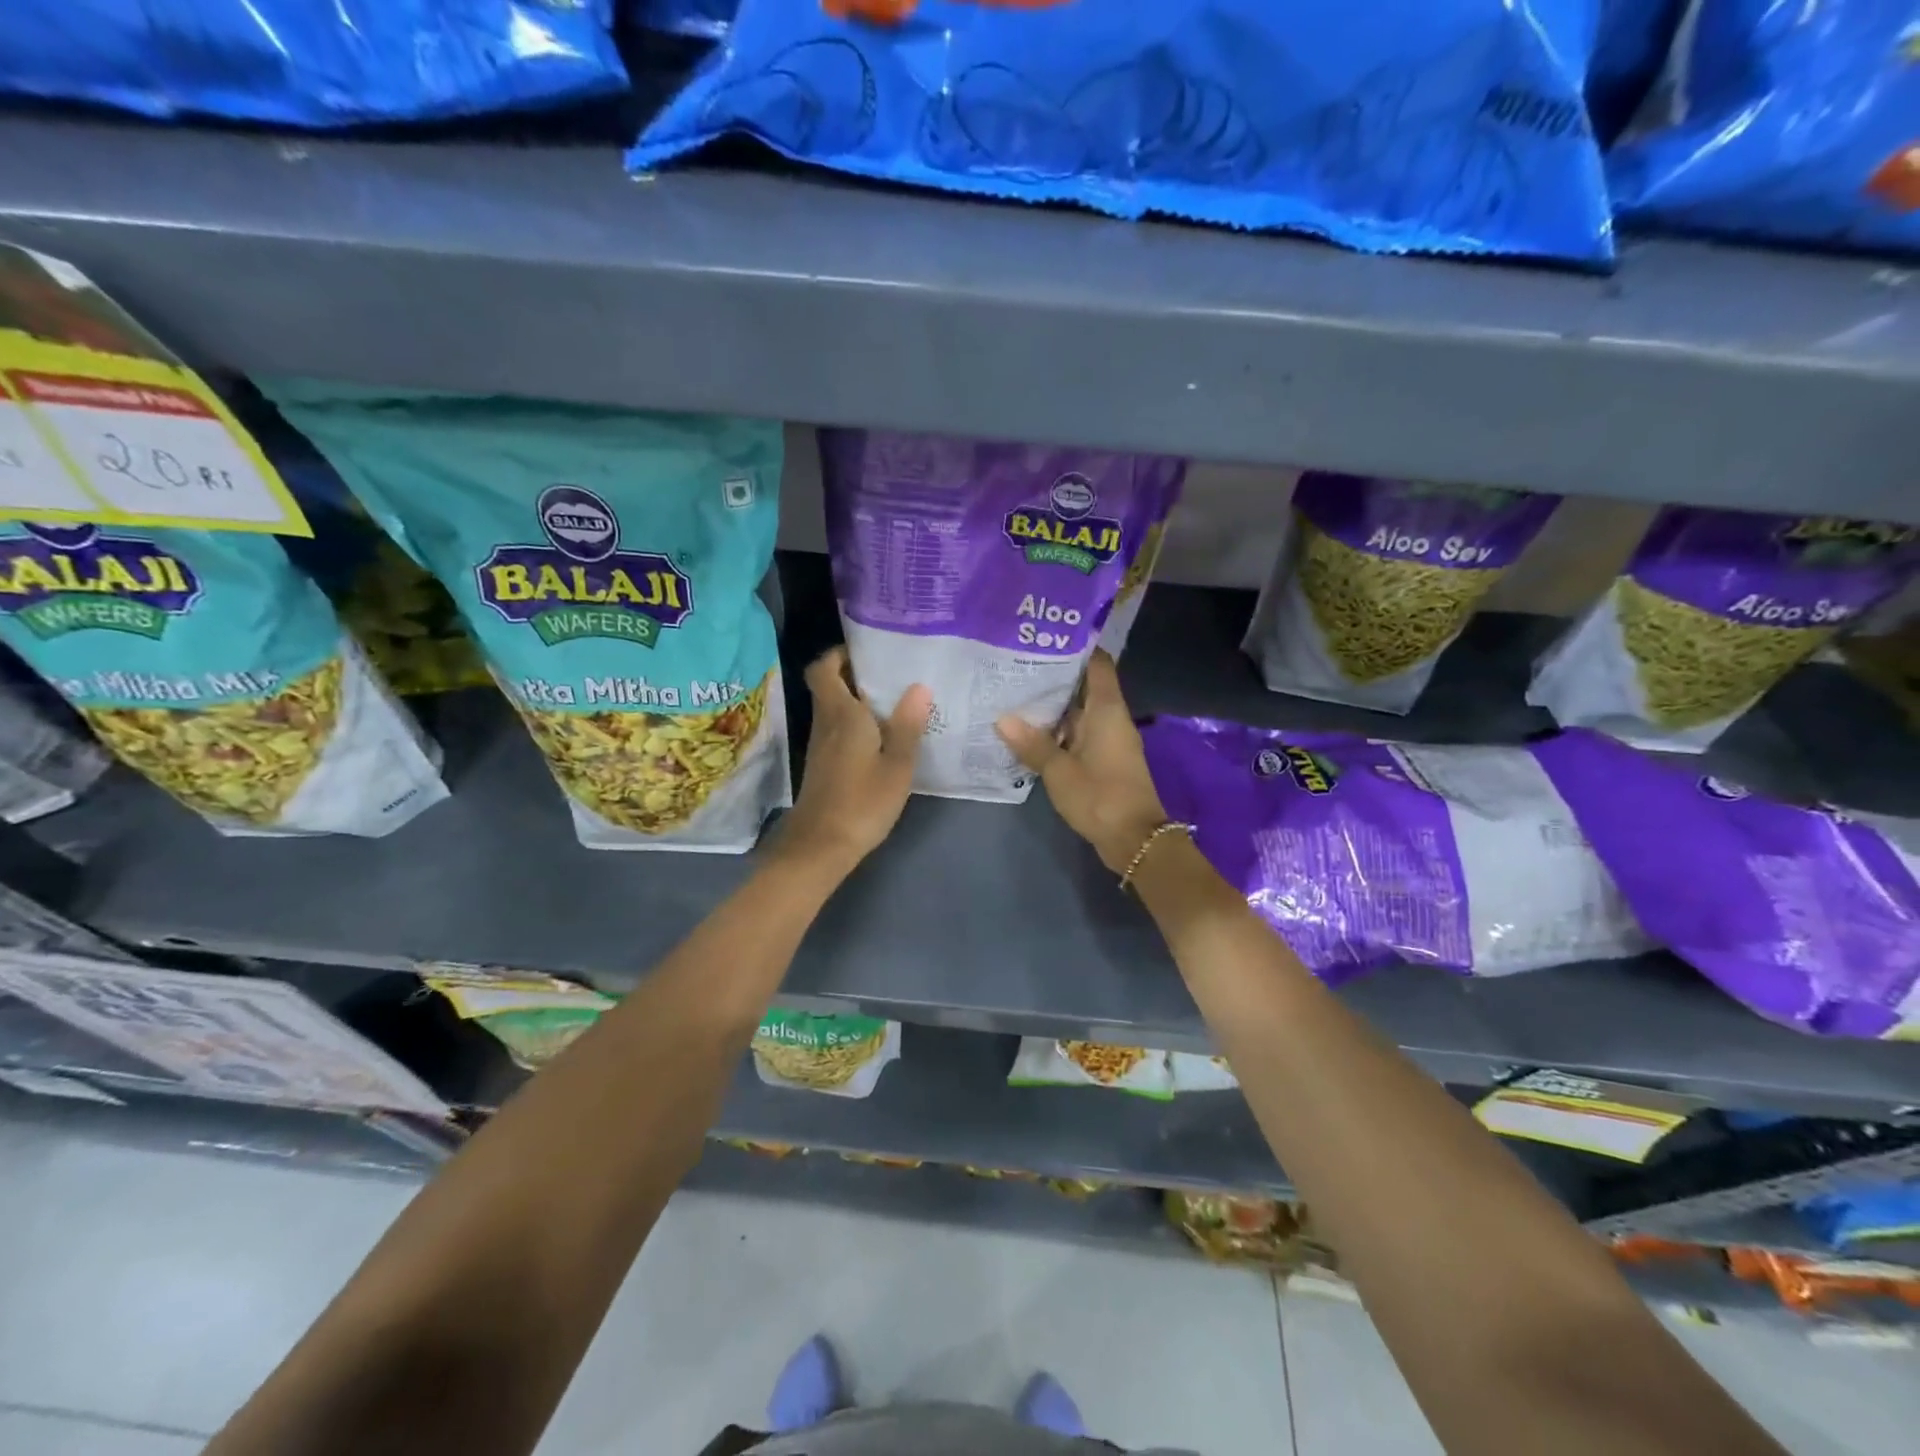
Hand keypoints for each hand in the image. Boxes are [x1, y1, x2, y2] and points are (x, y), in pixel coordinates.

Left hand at [776, 647, 930, 872]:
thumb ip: (907, 725)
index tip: (868, 650)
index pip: (823, 668)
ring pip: (834, 709)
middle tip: (892, 672)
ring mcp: (822, 745)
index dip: (839, 654)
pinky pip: (839, 730)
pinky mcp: (824, 765)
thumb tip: (919, 687)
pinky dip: (857, 724)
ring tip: (896, 699)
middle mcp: (826, 723)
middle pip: (830, 686)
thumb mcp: (897, 765)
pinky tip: (884, 735)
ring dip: (857, 700)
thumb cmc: (862, 801)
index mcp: (841, 714)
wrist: (822, 846)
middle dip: (855, 674)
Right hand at [996, 650, 1168, 873]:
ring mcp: (1107, 741)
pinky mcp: (1103, 761)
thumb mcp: (1059, 770)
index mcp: (1107, 710)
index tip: (1046, 637)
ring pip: (1078, 713)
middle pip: (1084, 687)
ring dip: (1052, 707)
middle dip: (1053, 677)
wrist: (1134, 840)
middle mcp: (1110, 719)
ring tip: (1013, 694)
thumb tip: (1001, 718)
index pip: (1098, 664)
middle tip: (1015, 665)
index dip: (1077, 647)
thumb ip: (1032, 743)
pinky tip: (1027, 732)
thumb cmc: (1100, 796)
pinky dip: (1057, 731)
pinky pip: (1077, 735)